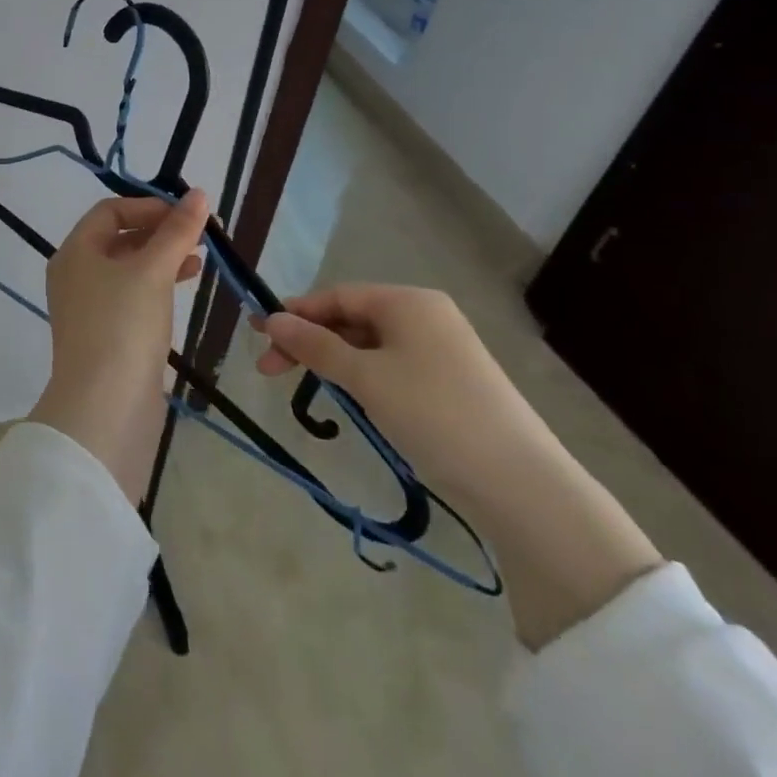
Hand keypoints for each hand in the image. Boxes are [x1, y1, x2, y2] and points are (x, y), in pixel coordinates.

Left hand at [30, 190, 209, 504]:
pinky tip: (186, 285)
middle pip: (119, 238)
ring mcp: (90, 308)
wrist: (105, 408)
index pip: (110, 211)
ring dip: (163, 257)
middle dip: (160, 231)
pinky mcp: (107, 335)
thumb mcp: (153, 271)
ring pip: (129, 268)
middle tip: (202, 233)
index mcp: (75, 252)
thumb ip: (177, 231)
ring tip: (201, 257)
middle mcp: (76, 275)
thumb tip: (199, 195)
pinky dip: (159, 284)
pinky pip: (133, 296)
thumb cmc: (123, 326)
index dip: (149, 206)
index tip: (188, 212)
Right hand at [254, 284, 560, 512]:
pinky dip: (363, 377)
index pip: (337, 296)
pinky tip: (350, 399)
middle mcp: (426, 315)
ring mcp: (442, 349)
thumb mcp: (365, 377)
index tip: (258, 336)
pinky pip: (392, 366)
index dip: (295, 313)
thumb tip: (271, 319)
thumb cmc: (432, 412)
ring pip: (370, 345)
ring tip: (306, 387)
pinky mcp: (450, 382)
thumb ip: (315, 346)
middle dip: (310, 341)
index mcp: (408, 301)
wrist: (518, 480)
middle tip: (270, 371)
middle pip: (352, 319)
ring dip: (334, 362)